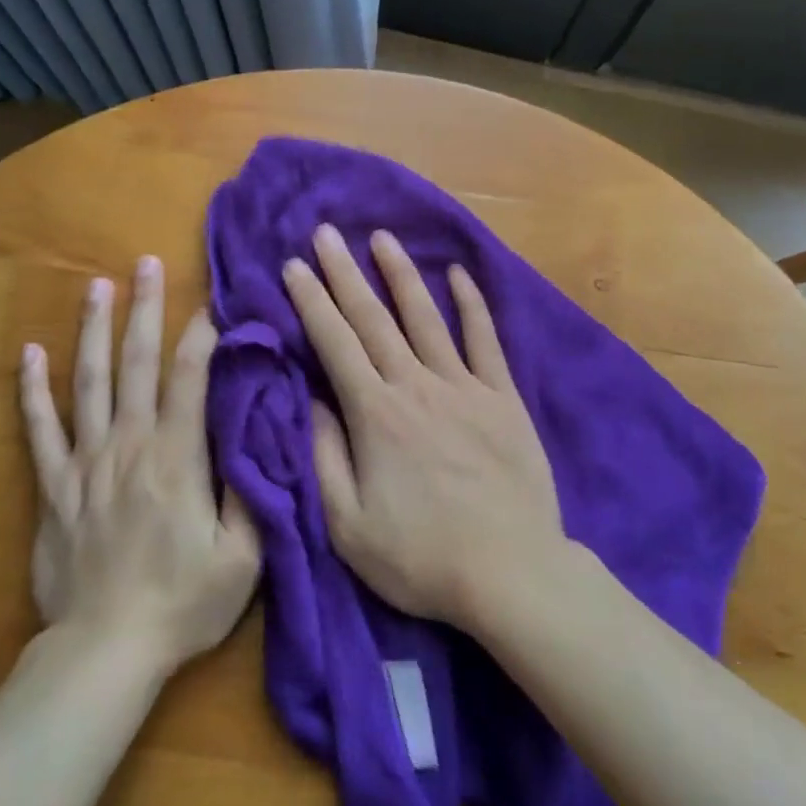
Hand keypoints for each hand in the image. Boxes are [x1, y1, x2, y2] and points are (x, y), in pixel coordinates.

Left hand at [20, 256, 259, 670]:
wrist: (106, 652)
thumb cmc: (183, 604)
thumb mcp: (243, 557)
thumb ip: (251, 491)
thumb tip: (257, 435)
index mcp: (177, 458)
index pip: (189, 378)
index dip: (201, 335)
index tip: (211, 301)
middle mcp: (129, 445)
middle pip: (135, 364)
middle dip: (144, 309)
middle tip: (147, 263)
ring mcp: (85, 463)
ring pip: (87, 382)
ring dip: (93, 330)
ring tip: (97, 286)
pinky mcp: (53, 487)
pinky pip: (40, 429)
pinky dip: (33, 390)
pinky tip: (30, 353)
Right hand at [282, 225, 565, 628]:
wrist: (511, 572)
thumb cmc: (421, 557)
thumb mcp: (348, 525)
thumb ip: (325, 457)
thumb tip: (313, 400)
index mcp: (375, 414)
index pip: (334, 343)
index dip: (311, 302)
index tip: (294, 265)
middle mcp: (416, 386)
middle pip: (374, 319)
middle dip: (345, 273)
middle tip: (326, 233)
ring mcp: (464, 387)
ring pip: (425, 317)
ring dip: (401, 274)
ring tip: (382, 237)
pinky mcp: (503, 397)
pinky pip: (485, 340)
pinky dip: (472, 305)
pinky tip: (460, 275)